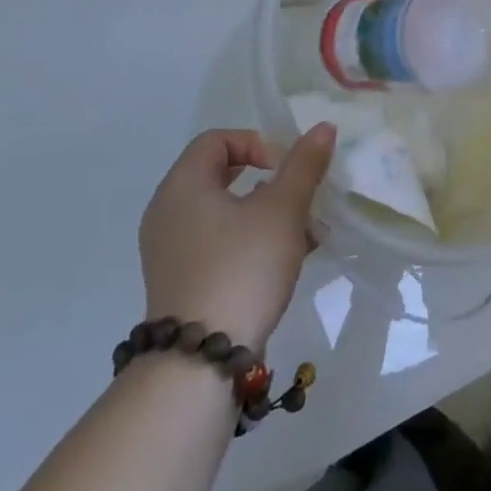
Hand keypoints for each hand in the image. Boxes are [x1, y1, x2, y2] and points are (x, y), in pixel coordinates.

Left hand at [137, 125, 335, 351]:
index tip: (285, 167)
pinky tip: (290, 256)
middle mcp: (167, 213)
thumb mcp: (283, 210)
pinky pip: (219, 244)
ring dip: (266, 212)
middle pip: (220, 175)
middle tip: (297, 192)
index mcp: (182, 186)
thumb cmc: (242, 268)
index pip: (217, 140)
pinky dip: (251, 240)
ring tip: (305, 228)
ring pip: (225, 213)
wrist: (200, 363)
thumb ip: (304, 165)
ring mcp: (171, 251)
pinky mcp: (182, 282)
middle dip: (267, 179)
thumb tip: (323, 127)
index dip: (256, 143)